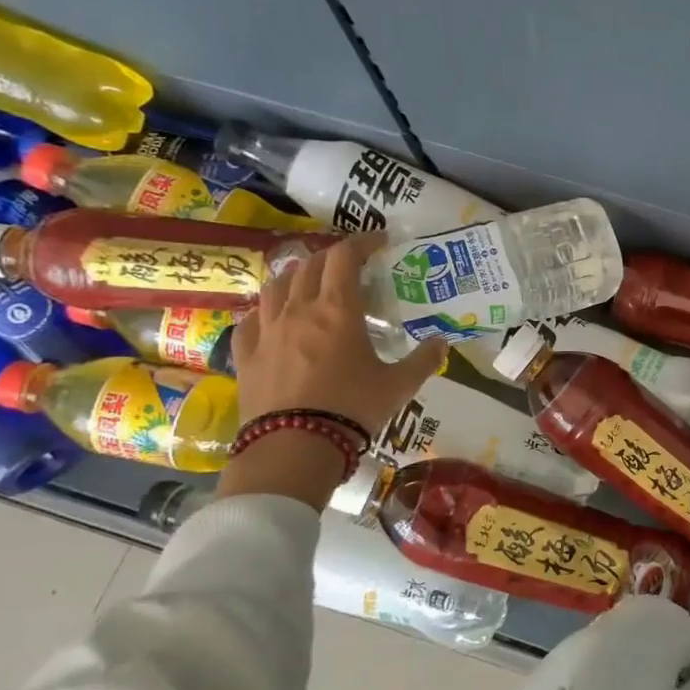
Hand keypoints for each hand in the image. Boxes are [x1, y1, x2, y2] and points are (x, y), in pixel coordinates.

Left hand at [219, 233, 443, 507]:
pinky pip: (250, 319)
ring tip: (310, 284)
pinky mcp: (245, 354)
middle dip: (331, 256)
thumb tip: (444, 343)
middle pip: (309, 265)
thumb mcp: (399, 386)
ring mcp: (266, 330)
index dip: (363, 241)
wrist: (294, 447)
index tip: (379, 242)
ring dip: (295, 276)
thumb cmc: (353, 408)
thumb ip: (424, 360)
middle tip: (350, 265)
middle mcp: (299, 309)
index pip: (345, 256)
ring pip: (276, 285)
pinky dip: (265, 310)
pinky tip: (273, 319)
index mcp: (338, 309)